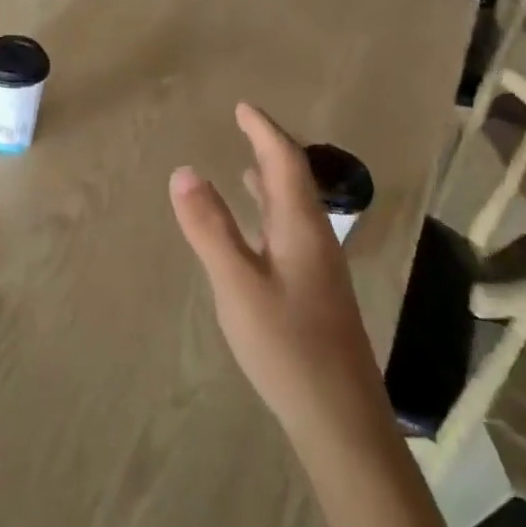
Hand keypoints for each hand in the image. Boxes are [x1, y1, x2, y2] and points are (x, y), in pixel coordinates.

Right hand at [168, 103, 382, 451]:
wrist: (340, 419)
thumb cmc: (286, 345)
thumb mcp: (237, 284)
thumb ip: (210, 227)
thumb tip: (185, 170)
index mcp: (301, 228)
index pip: (284, 163)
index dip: (264, 131)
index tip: (242, 107)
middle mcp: (316, 240)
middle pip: (295, 181)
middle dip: (270, 150)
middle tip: (244, 128)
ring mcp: (319, 269)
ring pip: (295, 210)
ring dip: (272, 182)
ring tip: (247, 168)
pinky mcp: (315, 293)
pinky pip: (290, 233)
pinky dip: (270, 214)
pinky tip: (257, 232)